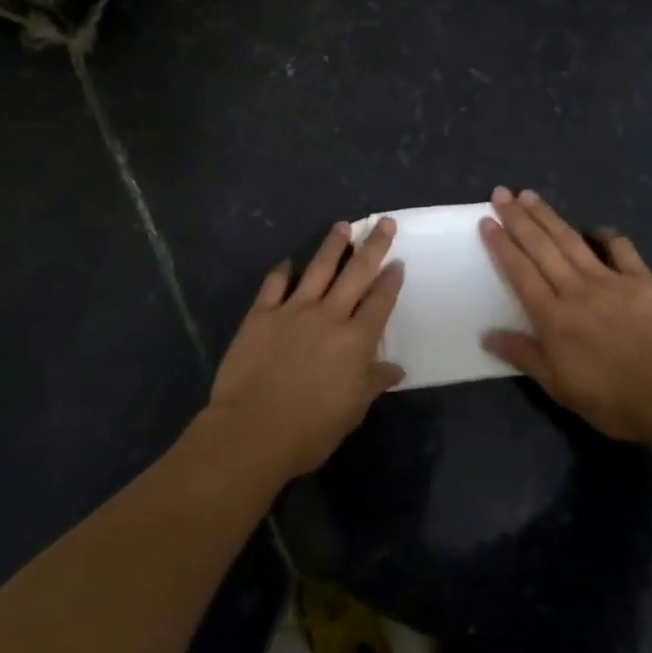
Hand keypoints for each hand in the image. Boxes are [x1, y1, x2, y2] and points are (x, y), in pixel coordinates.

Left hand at [207, 219, 406, 480]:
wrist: (253, 430)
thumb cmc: (311, 429)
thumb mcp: (352, 411)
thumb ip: (373, 382)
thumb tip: (395, 368)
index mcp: (356, 340)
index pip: (380, 301)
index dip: (391, 280)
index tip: (398, 261)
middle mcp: (329, 315)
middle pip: (356, 273)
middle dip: (373, 246)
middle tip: (383, 222)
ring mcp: (293, 310)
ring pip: (318, 268)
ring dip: (332, 245)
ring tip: (342, 226)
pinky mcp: (261, 314)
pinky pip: (274, 284)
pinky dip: (282, 271)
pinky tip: (287, 262)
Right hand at [480, 187, 651, 441]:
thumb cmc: (613, 398)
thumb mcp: (560, 387)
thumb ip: (524, 356)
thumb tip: (487, 334)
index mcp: (553, 317)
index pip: (520, 272)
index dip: (501, 245)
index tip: (487, 221)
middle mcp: (576, 289)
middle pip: (541, 247)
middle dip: (518, 218)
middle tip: (502, 192)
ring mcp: (610, 280)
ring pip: (572, 241)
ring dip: (549, 216)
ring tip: (531, 195)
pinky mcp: (641, 280)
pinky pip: (621, 249)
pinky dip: (607, 235)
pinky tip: (596, 228)